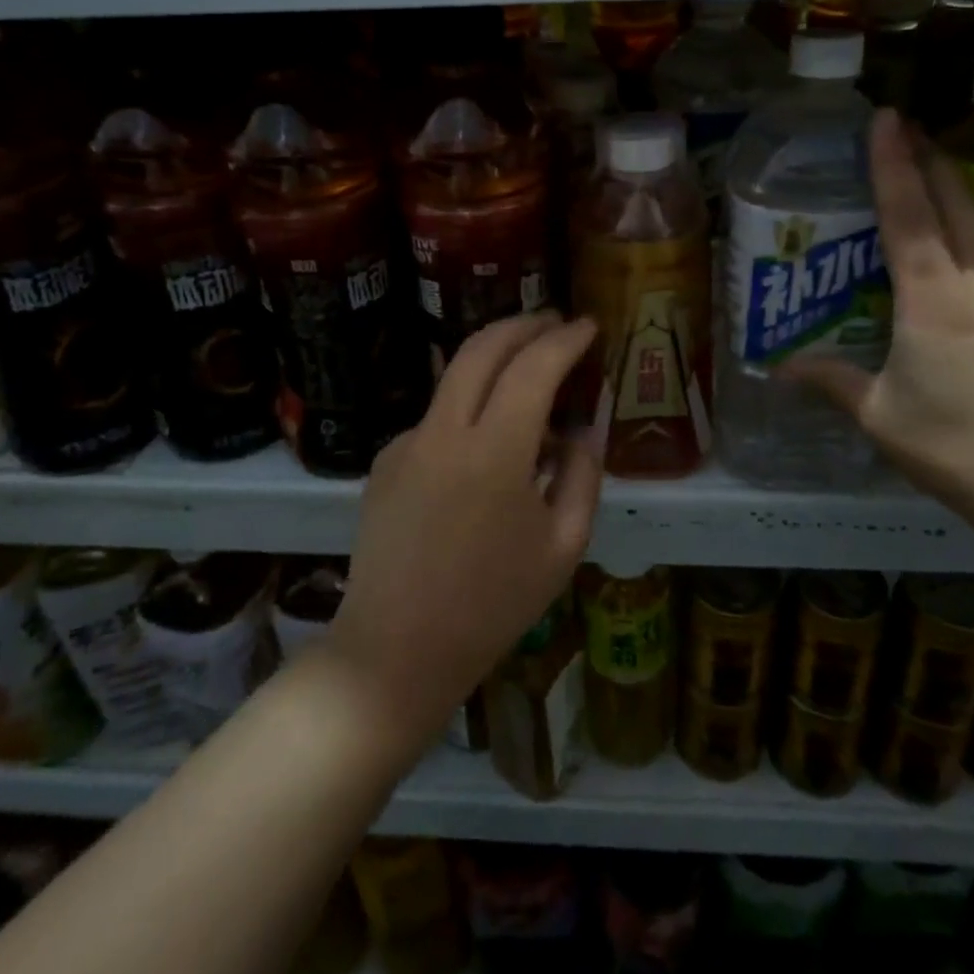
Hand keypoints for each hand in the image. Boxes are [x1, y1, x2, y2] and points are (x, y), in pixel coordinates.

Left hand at [327, 313, 600, 754]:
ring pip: (455, 376)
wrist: (394, 651)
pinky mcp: (385, 459)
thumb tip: (580, 428)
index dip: (565, 340)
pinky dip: (469, 410)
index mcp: (494, 454)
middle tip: (555, 322)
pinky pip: (437, 418)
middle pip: (482, 347)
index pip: (534, 367)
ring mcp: (406, 442)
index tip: (589, 326)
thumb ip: (582, 475)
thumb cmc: (493, 607)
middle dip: (523, 324)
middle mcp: (443, 432)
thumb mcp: (563, 547)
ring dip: (495, 359)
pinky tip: (485, 447)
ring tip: (530, 373)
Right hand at [781, 110, 973, 561]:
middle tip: (911, 129)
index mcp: (933, 299)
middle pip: (957, 206)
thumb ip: (832, 382)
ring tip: (926, 215)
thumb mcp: (880, 417)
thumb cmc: (958, 449)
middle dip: (931, 162)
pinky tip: (961, 301)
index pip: (909, 214)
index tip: (887, 117)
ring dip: (954, 214)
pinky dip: (973, 267)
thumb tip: (782, 367)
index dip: (894, 162)